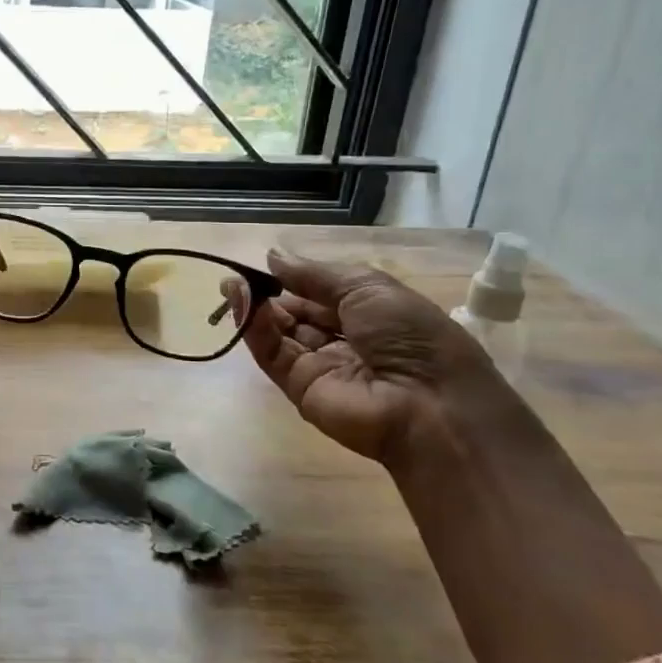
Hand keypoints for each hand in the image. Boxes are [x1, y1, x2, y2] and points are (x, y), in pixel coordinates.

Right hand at [232, 251, 524, 469]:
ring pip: (278, 333)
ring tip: (232, 286)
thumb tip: (272, 256)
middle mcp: (342, 340)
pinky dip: (255, 330)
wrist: (429, 406)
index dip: (292, 280)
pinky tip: (242, 306)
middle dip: (266, 294)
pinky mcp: (298, 388)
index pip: (320, 295)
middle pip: (295, 314)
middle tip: (235, 277)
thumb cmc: (410, 336)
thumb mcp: (368, 288)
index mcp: (368, 315)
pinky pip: (272, 355)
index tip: (261, 265)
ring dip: (255, 309)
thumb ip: (314, 274)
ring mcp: (319, 366)